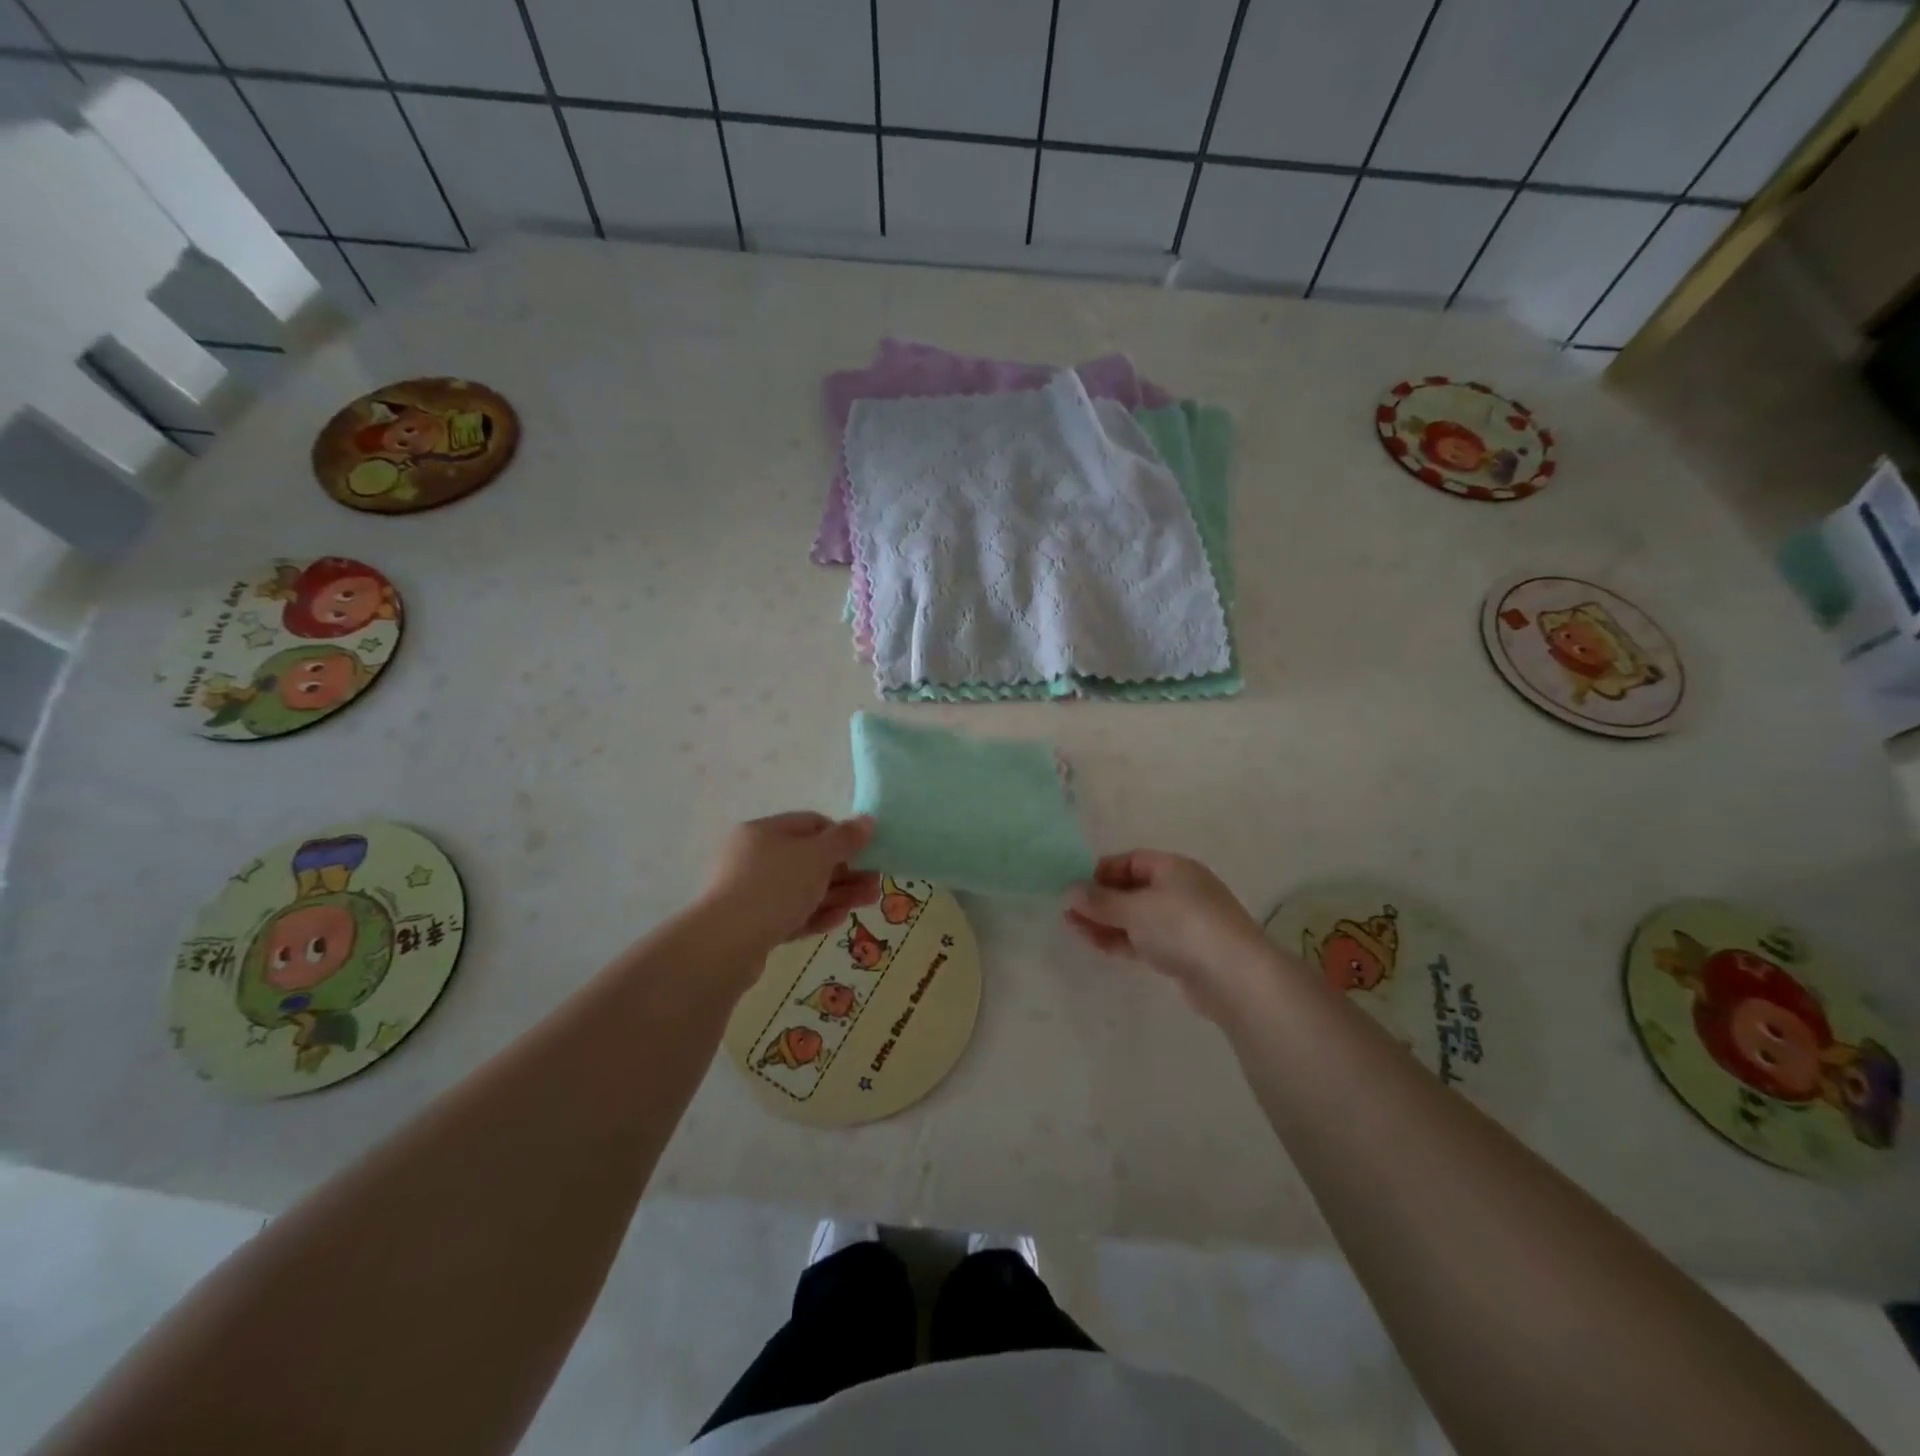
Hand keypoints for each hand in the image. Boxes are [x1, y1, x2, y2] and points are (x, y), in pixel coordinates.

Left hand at [700, 813, 879, 951]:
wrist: (726, 944)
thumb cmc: (775, 886)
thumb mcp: (817, 856)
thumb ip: (845, 838)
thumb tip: (868, 820)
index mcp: (763, 832)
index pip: (810, 824)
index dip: (841, 836)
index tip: (865, 852)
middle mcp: (754, 858)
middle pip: (809, 859)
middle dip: (846, 870)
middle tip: (874, 882)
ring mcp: (752, 893)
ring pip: (803, 889)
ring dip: (838, 893)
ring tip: (869, 900)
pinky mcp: (753, 925)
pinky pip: (791, 914)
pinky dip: (816, 914)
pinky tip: (839, 919)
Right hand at [1066, 850, 1277, 1021]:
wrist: (1235, 977)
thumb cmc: (1183, 927)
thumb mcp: (1135, 908)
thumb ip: (1100, 901)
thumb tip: (1069, 892)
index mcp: (1173, 868)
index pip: (1130, 861)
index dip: (1101, 871)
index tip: (1074, 886)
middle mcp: (1179, 890)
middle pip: (1131, 889)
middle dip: (1099, 900)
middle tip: (1067, 912)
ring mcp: (1182, 923)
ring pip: (1135, 917)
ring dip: (1105, 922)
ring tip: (1072, 929)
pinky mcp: (1182, 953)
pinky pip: (1144, 940)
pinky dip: (1121, 940)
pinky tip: (1096, 944)